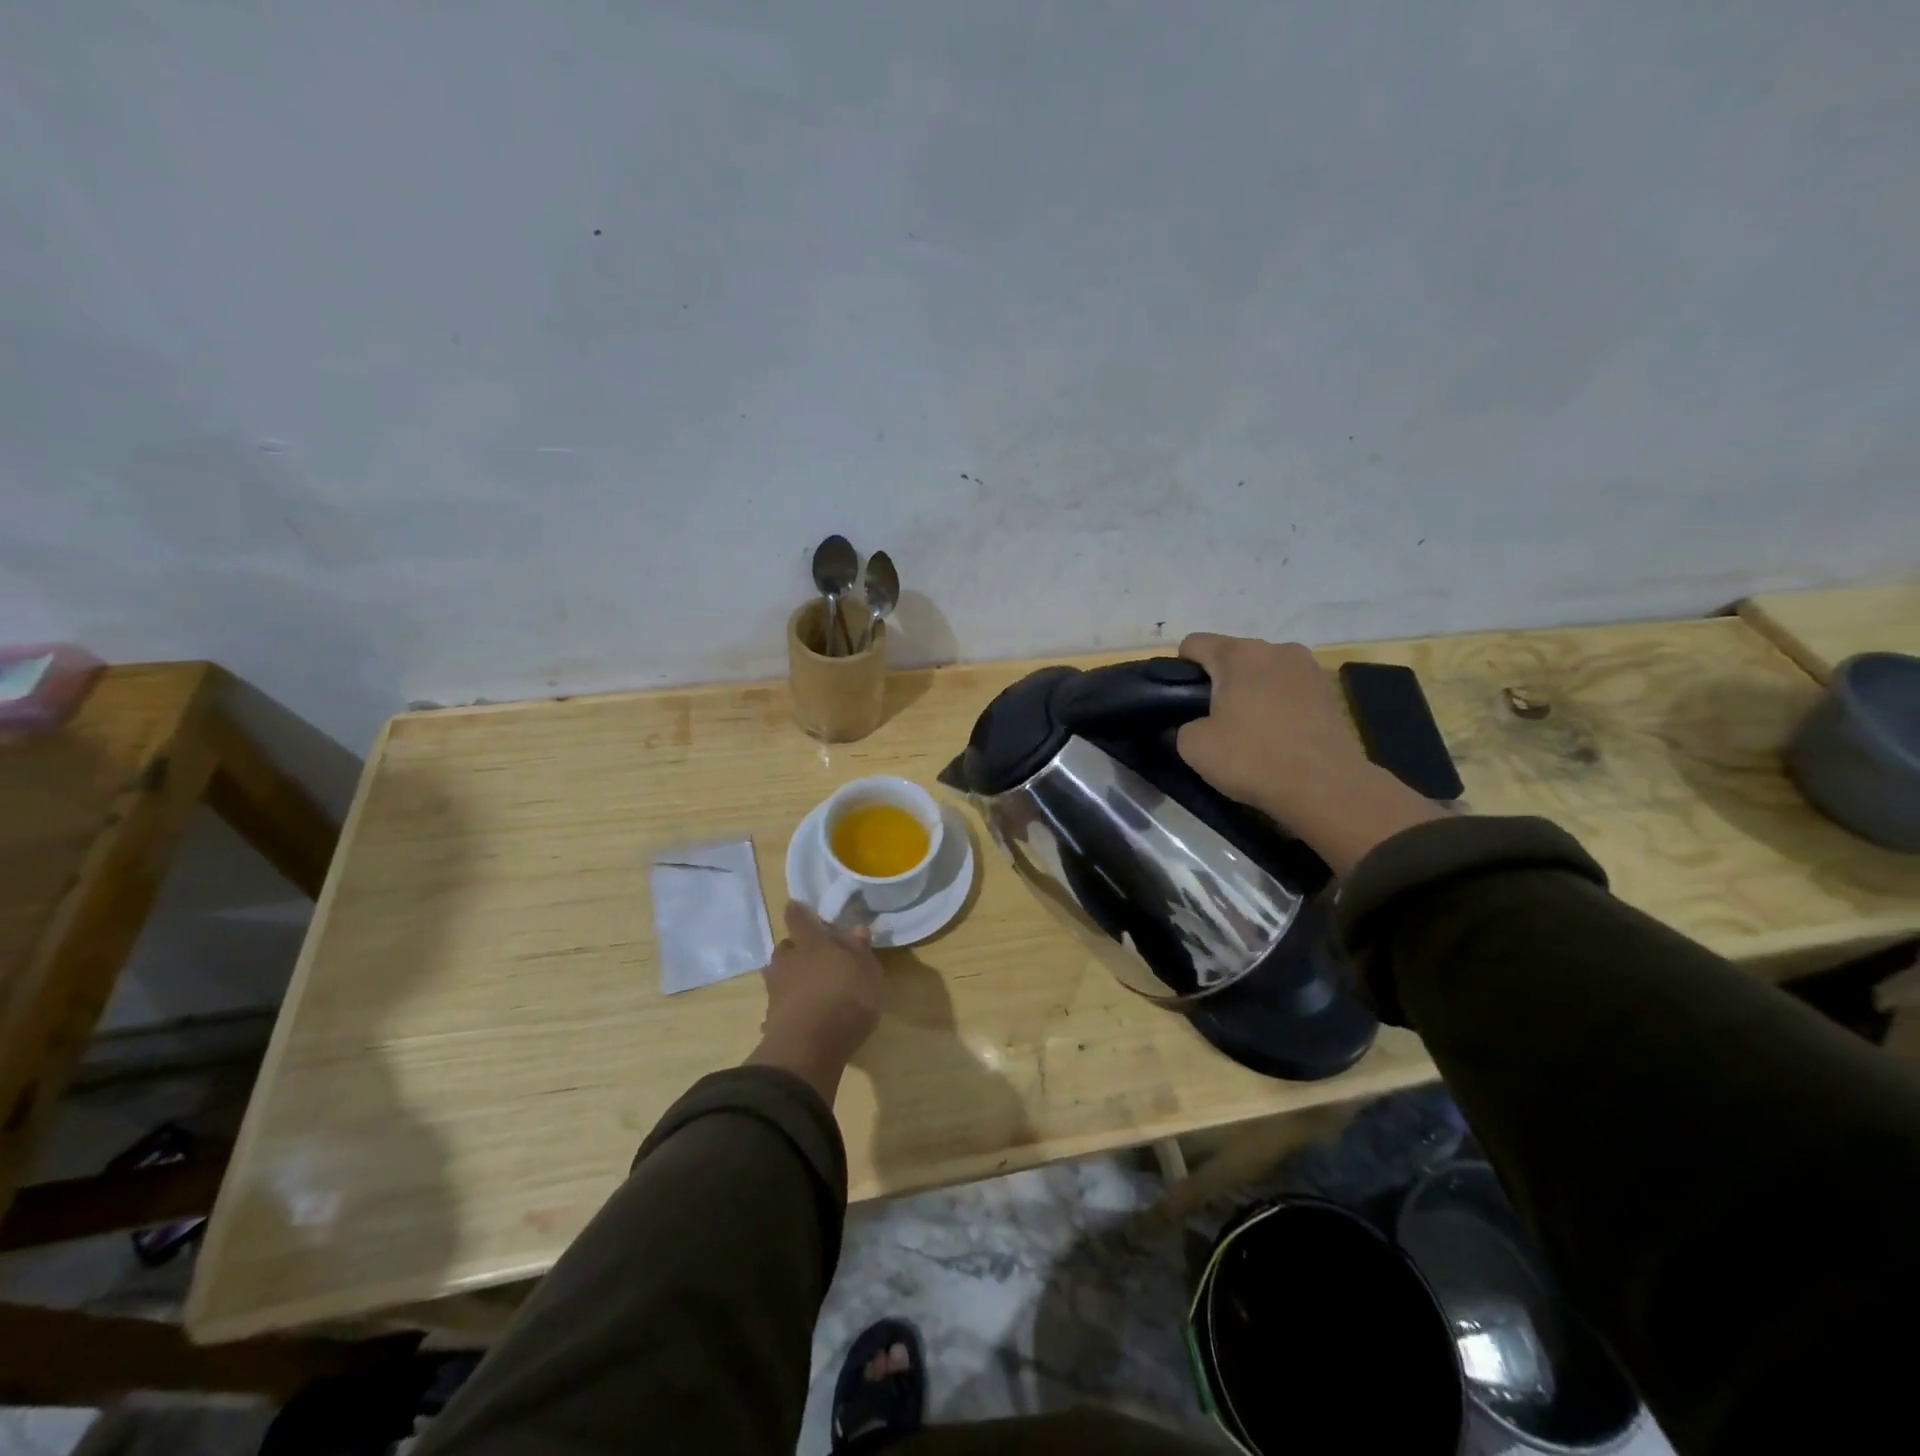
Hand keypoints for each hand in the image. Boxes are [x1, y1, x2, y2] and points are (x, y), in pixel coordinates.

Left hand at [747, 901, 884, 1103]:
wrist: (808, 1048)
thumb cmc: (846, 1000)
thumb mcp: (867, 974)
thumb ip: (860, 951)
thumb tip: (855, 928)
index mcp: (811, 943)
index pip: (798, 918)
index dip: (798, 913)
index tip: (798, 908)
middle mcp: (788, 961)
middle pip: (786, 948)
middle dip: (796, 949)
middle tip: (813, 957)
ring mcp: (776, 991)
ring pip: (778, 975)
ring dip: (789, 978)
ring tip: (806, 987)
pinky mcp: (770, 1019)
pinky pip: (778, 1005)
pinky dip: (787, 1007)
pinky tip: (798, 1016)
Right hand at [1176, 633, 1443, 875]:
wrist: (1325, 788)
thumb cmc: (1252, 758)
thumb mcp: (1193, 747)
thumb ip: (1181, 726)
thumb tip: (1192, 724)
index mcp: (1239, 653)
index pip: (1194, 644)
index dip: (1179, 670)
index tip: (1180, 702)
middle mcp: (1276, 648)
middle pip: (1232, 656)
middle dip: (1218, 681)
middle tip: (1212, 721)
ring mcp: (1308, 668)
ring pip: (1263, 672)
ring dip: (1251, 692)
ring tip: (1248, 730)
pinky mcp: (1329, 692)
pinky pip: (1289, 690)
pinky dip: (1277, 705)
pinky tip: (1277, 736)